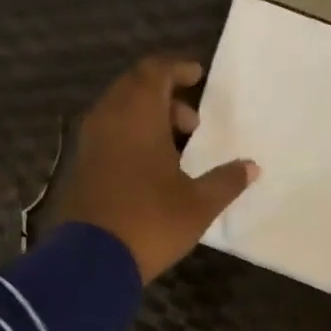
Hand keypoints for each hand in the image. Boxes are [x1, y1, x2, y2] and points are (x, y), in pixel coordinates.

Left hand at [48, 56, 259, 281]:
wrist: (90, 262)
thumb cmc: (150, 223)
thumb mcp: (198, 205)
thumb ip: (226, 181)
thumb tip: (251, 167)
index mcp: (137, 115)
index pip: (155, 70)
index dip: (178, 68)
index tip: (198, 77)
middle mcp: (107, 119)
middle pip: (134, 87)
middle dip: (165, 95)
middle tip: (192, 123)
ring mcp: (88, 144)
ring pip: (118, 113)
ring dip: (147, 119)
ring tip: (176, 150)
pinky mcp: (79, 168)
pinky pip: (107, 137)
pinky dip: (129, 139)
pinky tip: (149, 169)